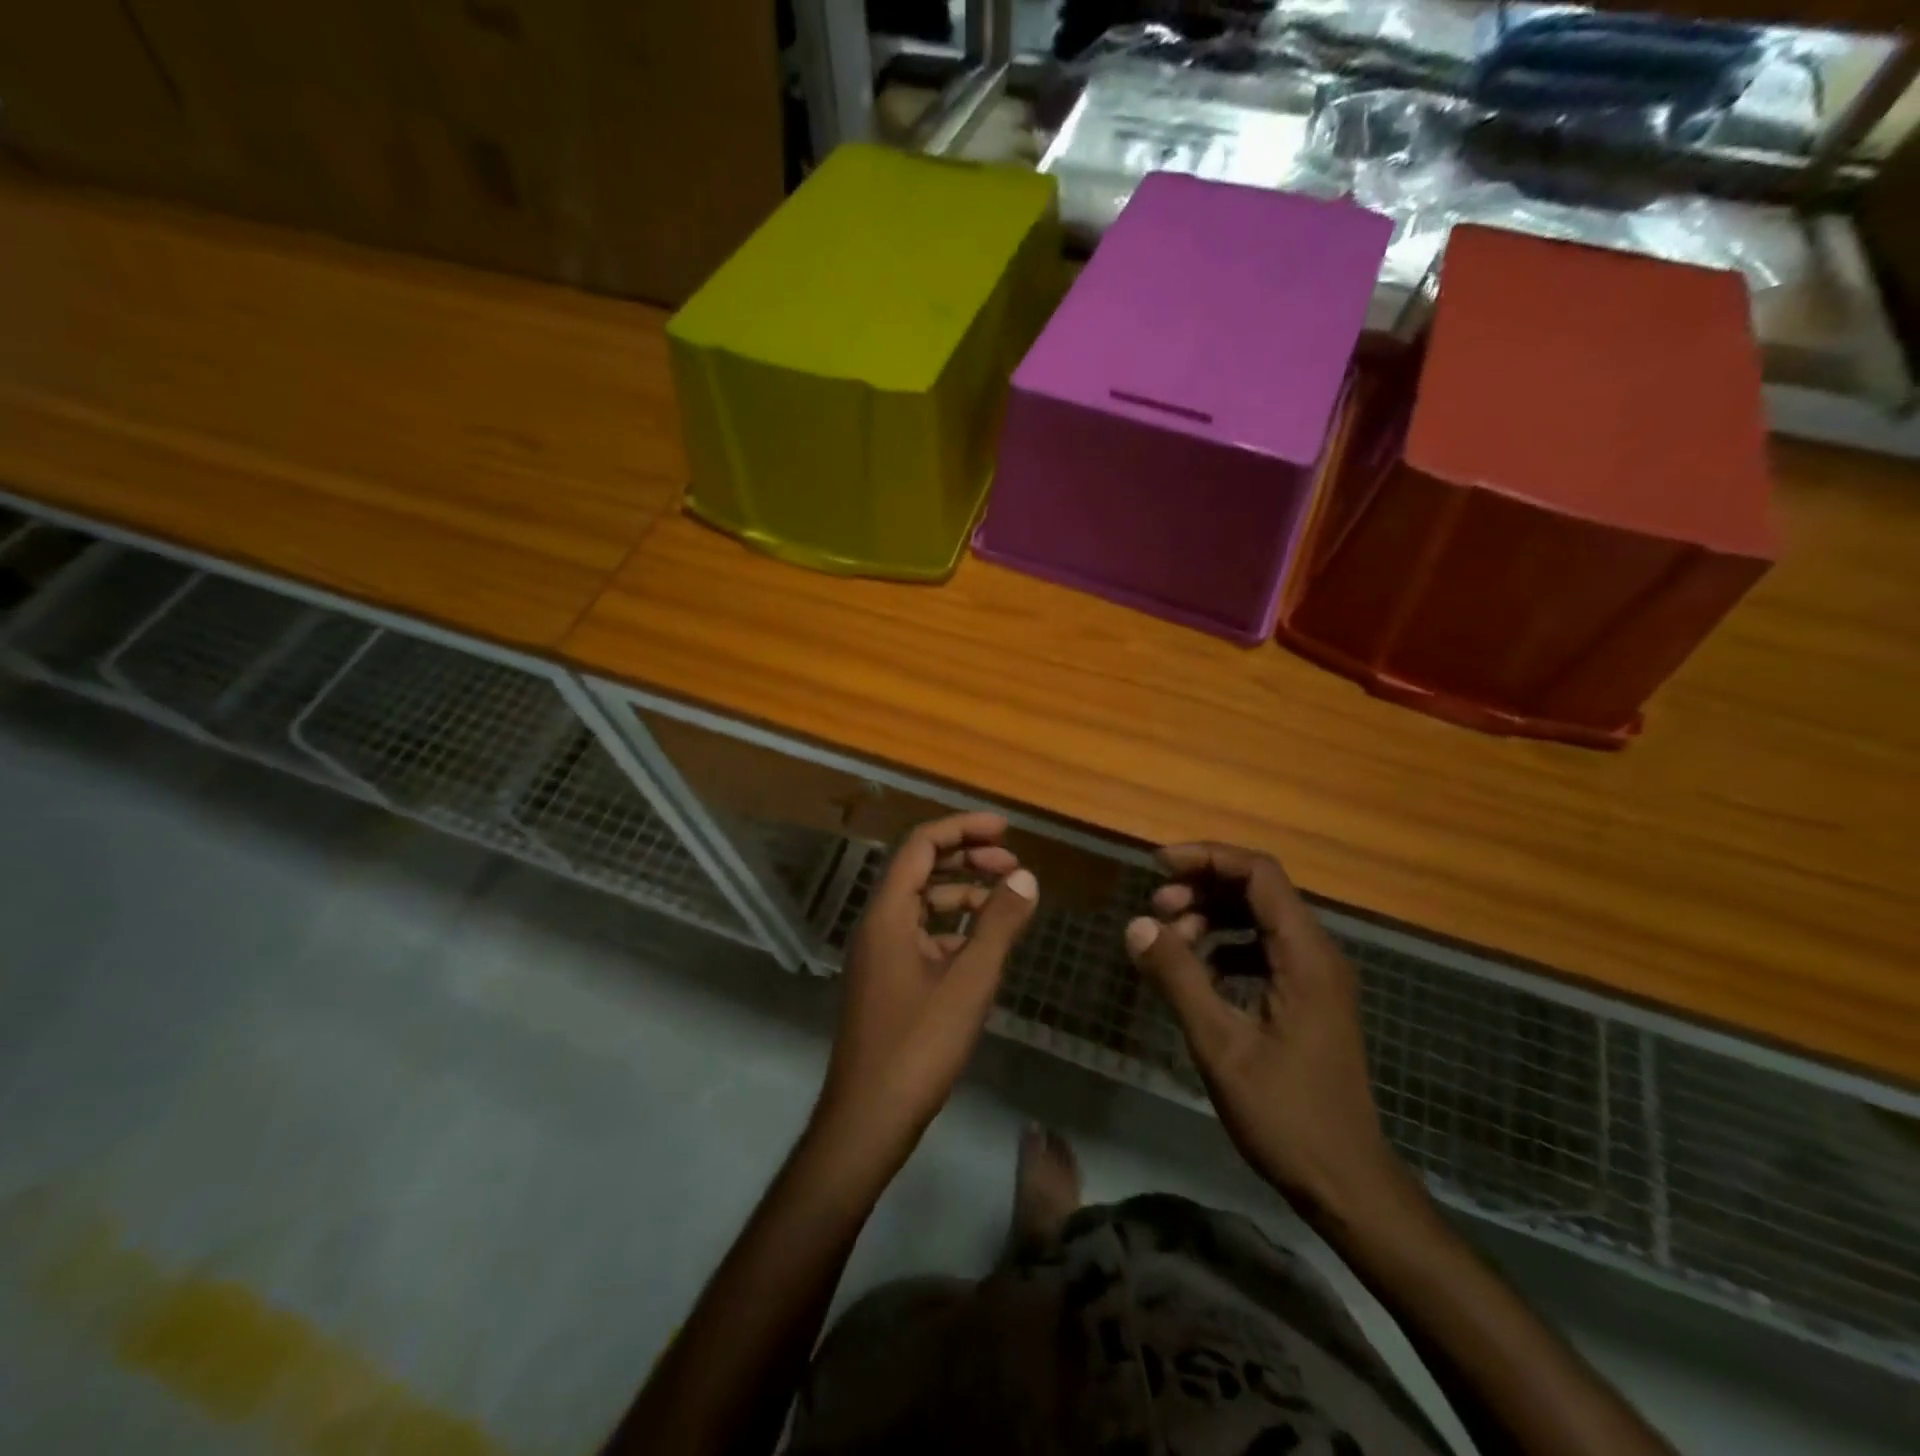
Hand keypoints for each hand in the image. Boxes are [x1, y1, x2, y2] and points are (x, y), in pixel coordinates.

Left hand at [816, 812, 1038, 1164]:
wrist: (870, 1116)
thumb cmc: (919, 1043)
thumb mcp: (969, 980)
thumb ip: (998, 924)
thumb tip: (1026, 877)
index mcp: (888, 913)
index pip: (921, 845)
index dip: (962, 829)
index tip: (1004, 830)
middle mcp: (878, 924)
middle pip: (920, 869)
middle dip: (967, 858)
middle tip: (1013, 863)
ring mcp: (880, 953)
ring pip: (922, 904)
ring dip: (962, 894)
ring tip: (1007, 900)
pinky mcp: (887, 979)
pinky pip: (921, 935)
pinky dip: (953, 928)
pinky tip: (984, 944)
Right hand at [1125, 843, 1404, 1221]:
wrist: (1347, 1184)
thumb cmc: (1285, 1115)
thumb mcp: (1220, 1044)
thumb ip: (1178, 977)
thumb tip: (1137, 925)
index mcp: (1306, 955)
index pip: (1258, 874)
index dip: (1207, 858)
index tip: (1158, 866)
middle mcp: (1318, 954)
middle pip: (1259, 891)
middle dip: (1203, 889)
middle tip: (1156, 911)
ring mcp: (1316, 978)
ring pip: (1259, 920)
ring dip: (1212, 919)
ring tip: (1171, 942)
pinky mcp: (1308, 1000)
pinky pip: (1264, 951)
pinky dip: (1227, 949)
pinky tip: (1199, 975)